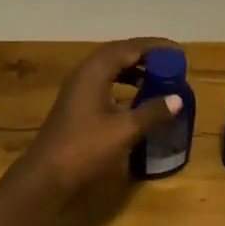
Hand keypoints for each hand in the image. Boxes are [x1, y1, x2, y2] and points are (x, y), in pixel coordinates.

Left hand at [13, 38, 183, 198]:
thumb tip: (178, 99)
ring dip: (134, 70)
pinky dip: (124, 85)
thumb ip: (152, 112)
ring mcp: (78, 91)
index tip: (178, 50)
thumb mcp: (124, 130)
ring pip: (110, 70)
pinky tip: (137, 99)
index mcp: (94, 72)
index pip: (129, 48)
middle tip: (171, 62)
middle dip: (145, 55)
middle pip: (118, 54)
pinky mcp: (77, 107)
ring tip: (158, 78)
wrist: (46, 178)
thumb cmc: (85, 149)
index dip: (155, 47)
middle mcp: (84, 75)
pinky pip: (105, 84)